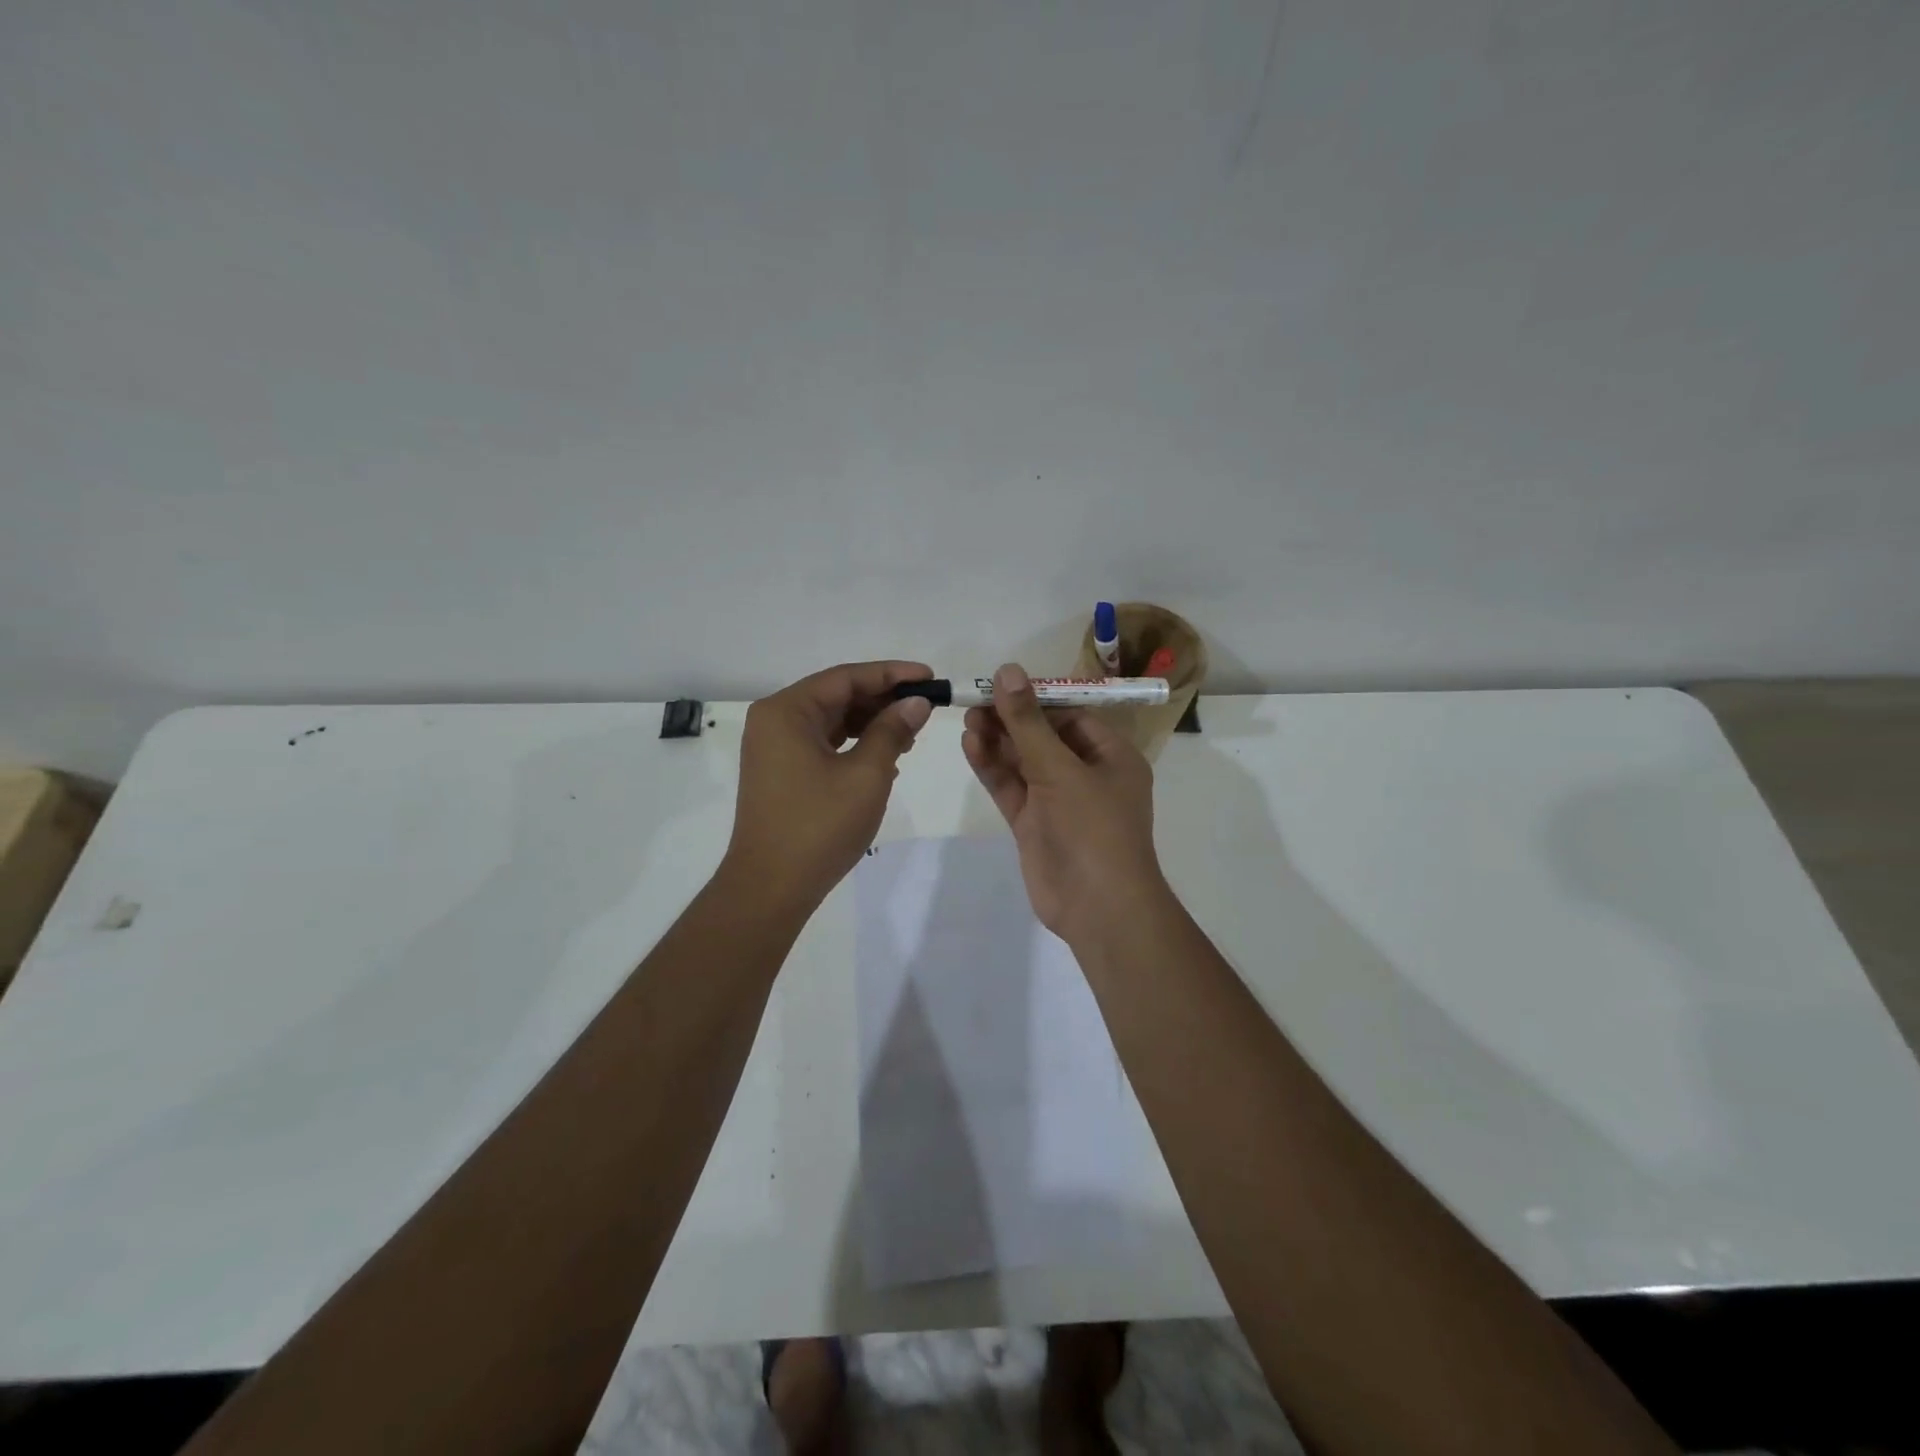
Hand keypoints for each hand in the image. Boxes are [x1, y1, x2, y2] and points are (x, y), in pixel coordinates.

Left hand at [725, 660, 934, 910]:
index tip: (930, 677)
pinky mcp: (781, 772)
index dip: (892, 674)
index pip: (846, 678)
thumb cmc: (819, 826)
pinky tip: (886, 757)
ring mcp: (775, 748)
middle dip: (883, 700)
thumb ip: (892, 731)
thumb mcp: (867, 774)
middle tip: (925, 708)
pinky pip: (823, 744)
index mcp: (787, 711)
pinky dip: (854, 745)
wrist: (771, 887)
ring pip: (831, 721)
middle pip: (837, 696)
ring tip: (912, 734)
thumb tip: (916, 703)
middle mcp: (775, 721)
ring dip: (871, 724)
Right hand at [961, 663, 1164, 944]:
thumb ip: (1028, 723)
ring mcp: (1058, 801)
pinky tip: (970, 745)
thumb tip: (1008, 671)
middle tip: (974, 701)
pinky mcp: (1033, 824)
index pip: (1071, 715)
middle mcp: (1086, 774)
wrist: (1097, 908)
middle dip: (1011, 719)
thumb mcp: (1060, 769)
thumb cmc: (1093, 829)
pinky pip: (1011, 788)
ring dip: (998, 741)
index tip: (1001, 684)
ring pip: (1023, 762)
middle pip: (1043, 736)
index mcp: (1111, 756)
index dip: (1037, 698)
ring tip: (966, 719)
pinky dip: (992, 768)